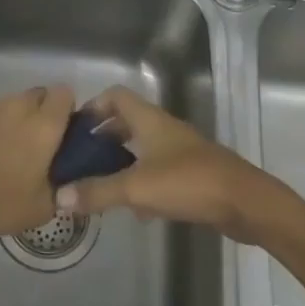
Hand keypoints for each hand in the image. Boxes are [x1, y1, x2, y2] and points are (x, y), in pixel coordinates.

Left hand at [0, 84, 74, 248]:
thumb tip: (66, 175)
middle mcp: (18, 107)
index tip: (64, 130)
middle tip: (39, 141)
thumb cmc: (2, 203)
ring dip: (18, 117)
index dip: (66, 108)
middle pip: (39, 93)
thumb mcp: (45, 206)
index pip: (64, 93)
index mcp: (43, 124)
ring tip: (11, 147)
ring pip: (13, 102)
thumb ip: (62, 182)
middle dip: (43, 111)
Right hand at [54, 88, 277, 243]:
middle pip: (127, 122)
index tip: (75, 129)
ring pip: (142, 148)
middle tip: (82, 158)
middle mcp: (163, 129)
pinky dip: (142, 183)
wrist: (245, 203)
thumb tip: (59, 196)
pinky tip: (135, 209)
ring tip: (100, 184)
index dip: (94, 106)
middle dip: (103, 137)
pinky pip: (157, 171)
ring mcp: (180, 151)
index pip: (116, 96)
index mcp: (149, 120)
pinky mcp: (192, 175)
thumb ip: (98, 191)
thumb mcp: (137, 188)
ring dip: (121, 161)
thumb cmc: (188, 182)